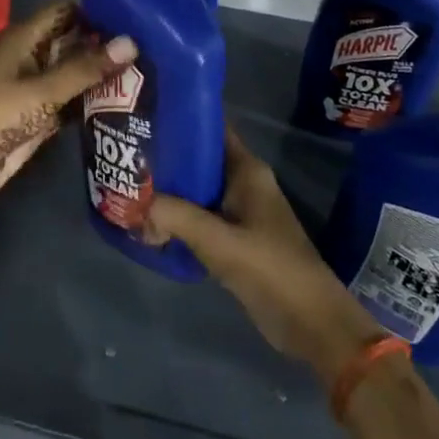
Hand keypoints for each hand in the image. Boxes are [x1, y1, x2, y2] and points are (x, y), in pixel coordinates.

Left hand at [0, 2, 135, 224]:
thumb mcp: (41, 90)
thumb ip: (86, 69)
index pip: (66, 11)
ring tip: (151, 68)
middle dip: (106, 44)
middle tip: (153, 43)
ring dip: (103, 74)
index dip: (97, 10)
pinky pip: (73, 101)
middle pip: (74, 42)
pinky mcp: (41, 117)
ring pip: (75, 73)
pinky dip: (93, 101)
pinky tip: (128, 101)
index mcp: (25, 38)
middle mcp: (32, 57)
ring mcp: (36, 88)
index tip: (137, 11)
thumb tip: (132, 43)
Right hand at [145, 127, 389, 387]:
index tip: (146, 114)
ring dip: (170, 190)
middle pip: (200, 159)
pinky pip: (200, 217)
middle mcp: (243, 183)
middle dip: (167, 157)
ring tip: (130, 184)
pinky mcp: (235, 239)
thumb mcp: (219, 241)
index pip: (212, 129)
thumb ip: (176, 217)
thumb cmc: (270, 269)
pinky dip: (178, 216)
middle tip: (128, 153)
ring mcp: (240, 212)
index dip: (181, 119)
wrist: (311, 324)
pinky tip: (150, 220)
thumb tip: (138, 204)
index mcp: (247, 171)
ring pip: (197, 190)